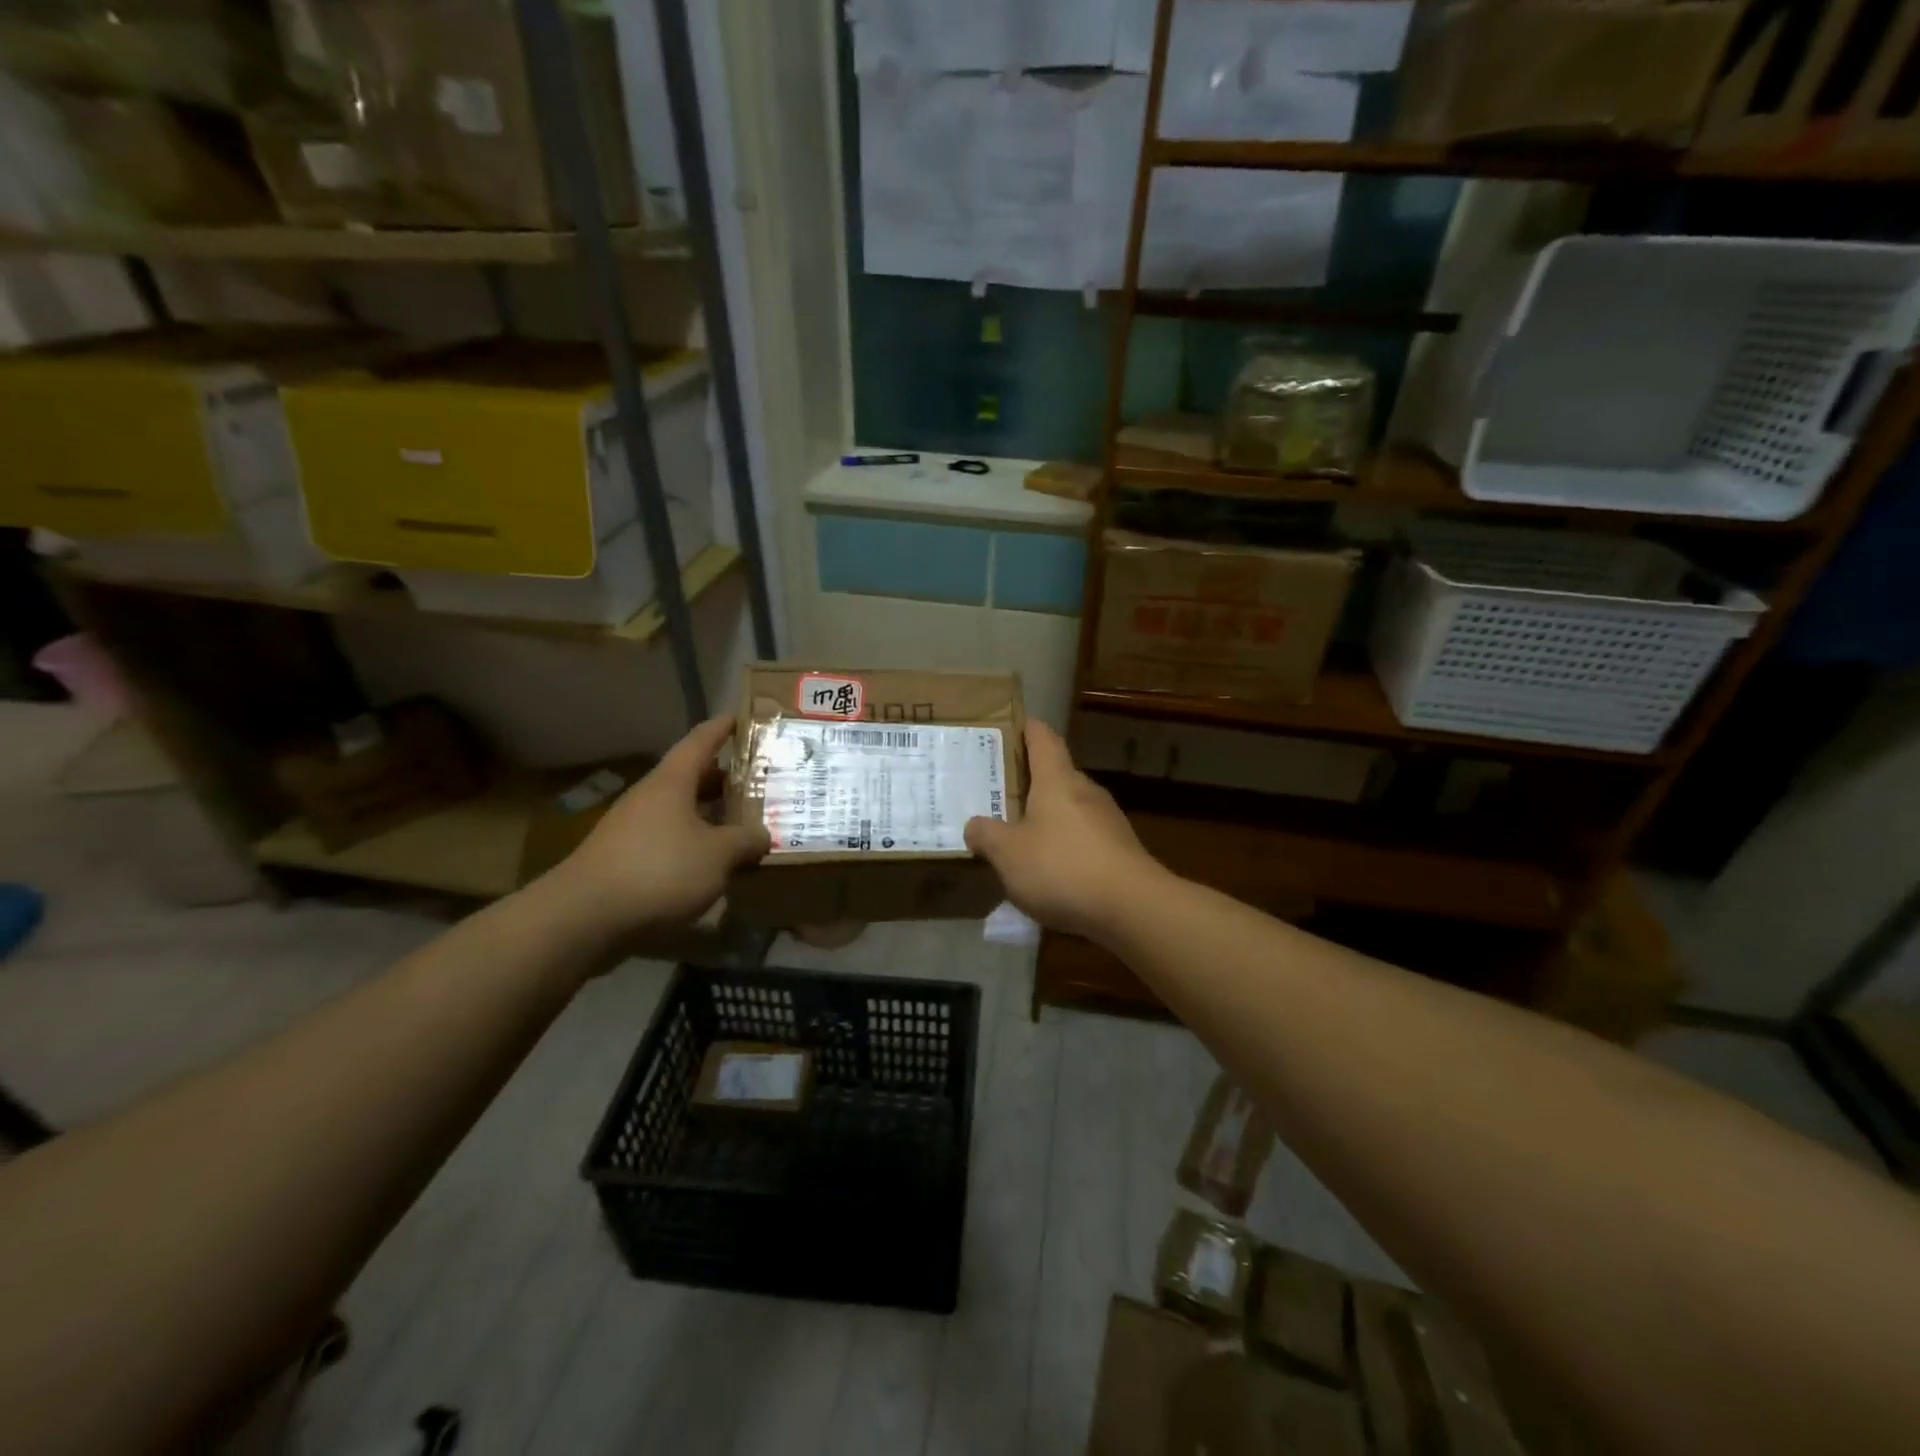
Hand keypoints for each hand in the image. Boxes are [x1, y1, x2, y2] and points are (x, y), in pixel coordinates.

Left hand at [551, 716, 770, 942]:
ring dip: (710, 815)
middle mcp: (650, 797)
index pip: (701, 741)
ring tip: (743, 826)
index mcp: (672, 782)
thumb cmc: (659, 871)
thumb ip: (745, 841)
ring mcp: (632, 828)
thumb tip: (763, 834)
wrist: (582, 919)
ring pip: (680, 811)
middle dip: (725, 779)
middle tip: (760, 783)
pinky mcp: (623, 859)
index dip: (723, 728)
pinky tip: (712, 864)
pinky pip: (668, 839)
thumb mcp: (718, 856)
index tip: (743, 717)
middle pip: (692, 778)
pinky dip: (693, 843)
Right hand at [964, 720, 1165, 939]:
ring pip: (1070, 808)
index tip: (1013, 724)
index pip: (1043, 738)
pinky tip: (1049, 869)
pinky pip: (1084, 838)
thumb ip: (986, 835)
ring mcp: (1108, 821)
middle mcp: (1086, 792)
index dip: (1028, 728)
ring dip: (1047, 816)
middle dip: (1030, 781)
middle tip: (1000, 792)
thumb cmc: (1062, 866)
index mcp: (1057, 780)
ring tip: (1019, 834)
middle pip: (1056, 775)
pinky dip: (1064, 845)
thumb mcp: (1008, 853)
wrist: (1131, 907)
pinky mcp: (1120, 851)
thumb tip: (974, 825)